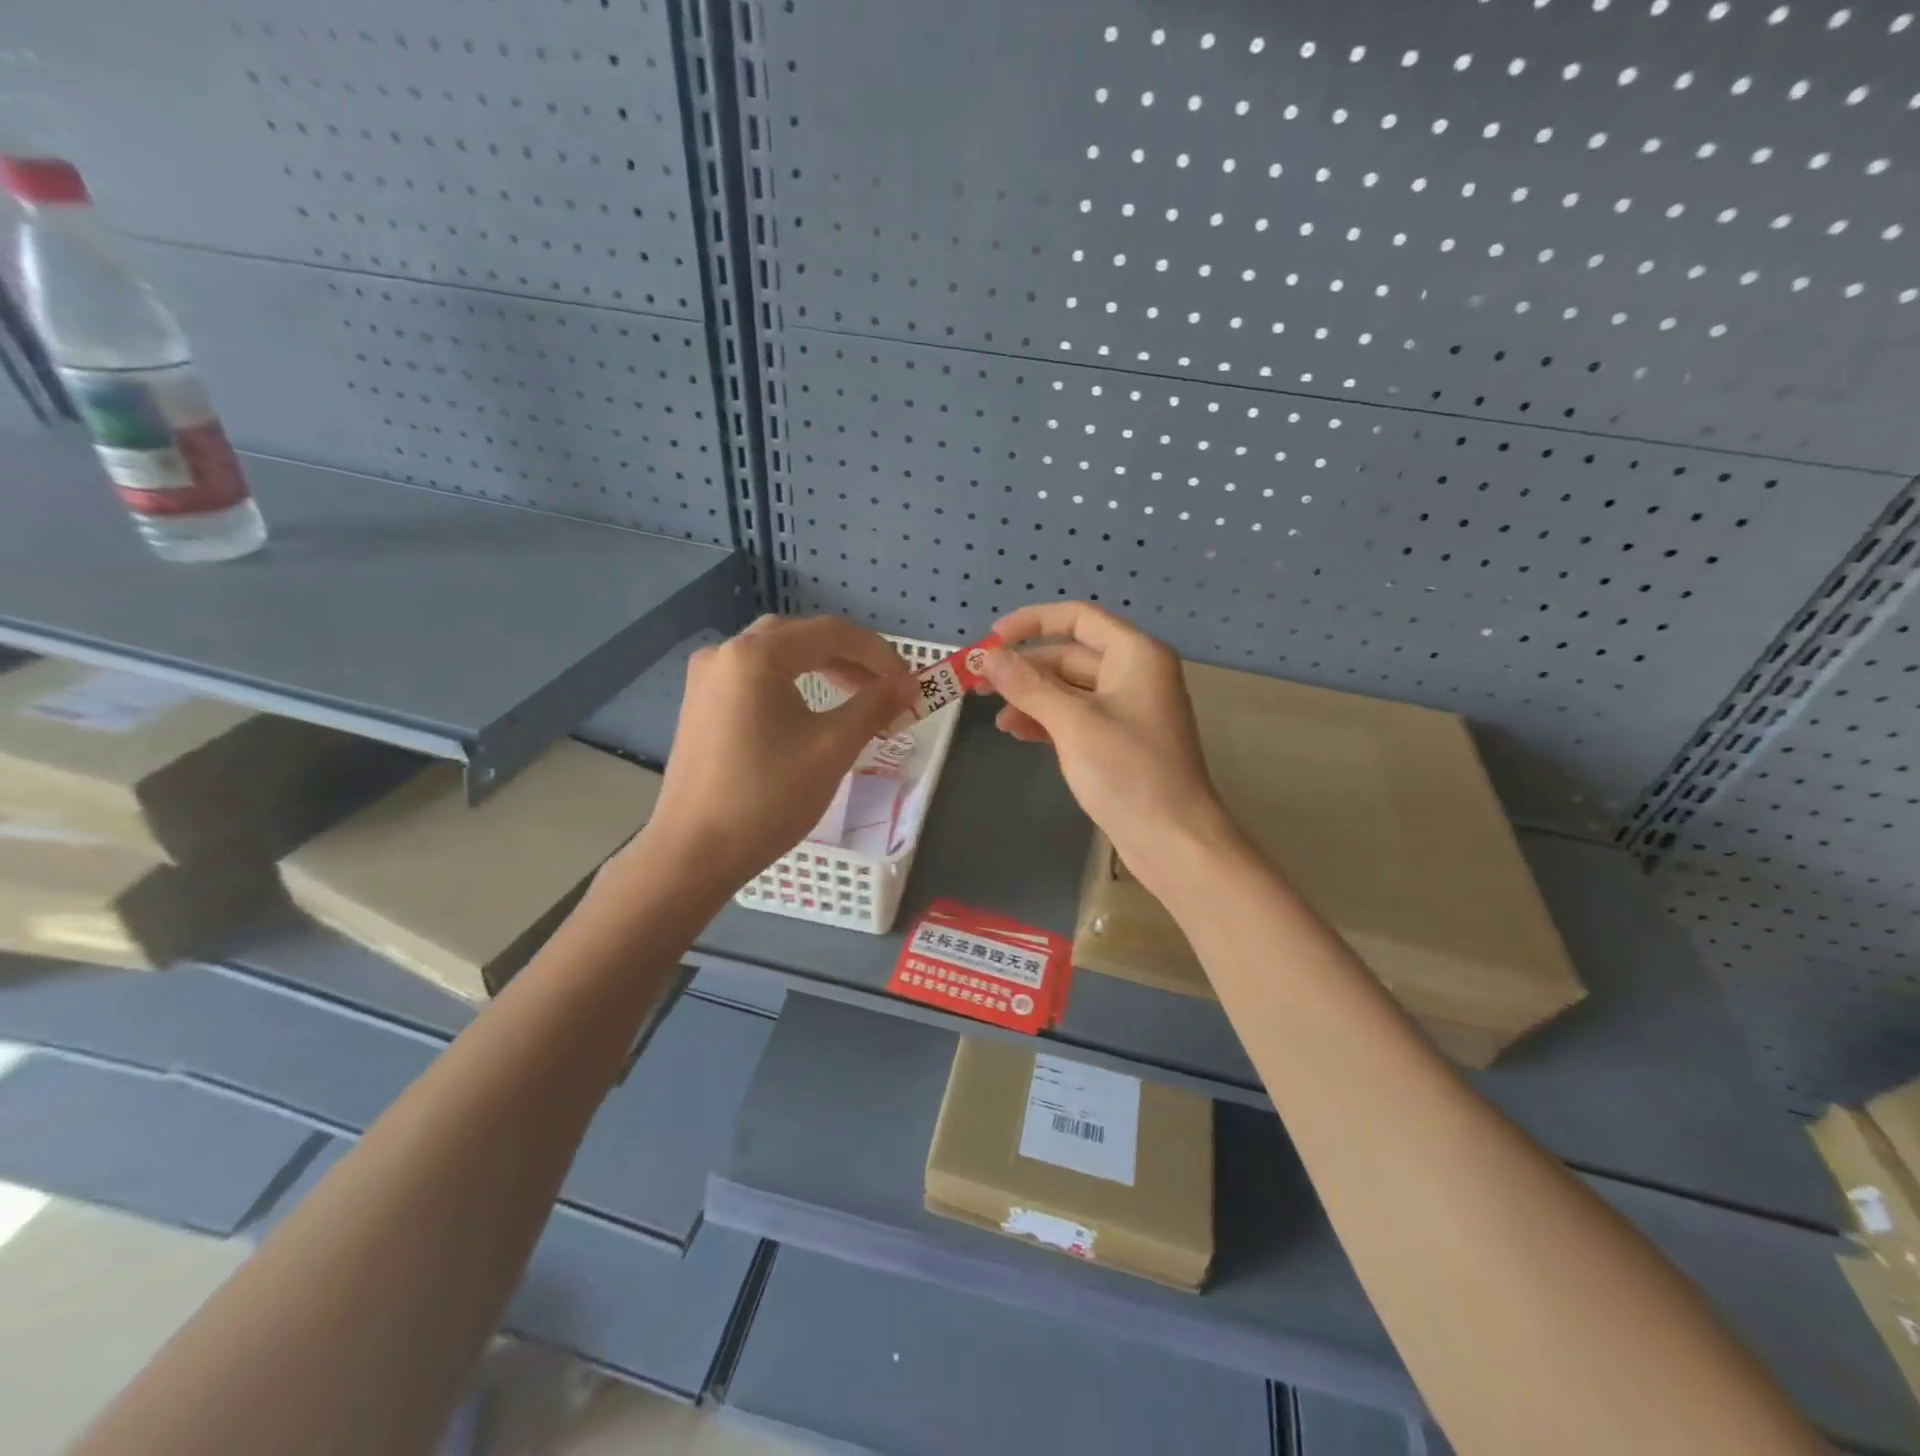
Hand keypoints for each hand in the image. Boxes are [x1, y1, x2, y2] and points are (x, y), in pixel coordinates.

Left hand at [638, 616, 916, 891]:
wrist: (694, 852)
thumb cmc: (768, 798)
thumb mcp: (832, 748)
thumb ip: (874, 707)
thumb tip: (909, 684)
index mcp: (756, 655)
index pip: (831, 633)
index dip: (879, 653)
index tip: (910, 682)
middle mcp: (725, 653)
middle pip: (802, 637)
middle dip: (852, 658)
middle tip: (888, 688)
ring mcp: (707, 678)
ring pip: (778, 655)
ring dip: (823, 668)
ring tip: (859, 696)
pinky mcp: (700, 704)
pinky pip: (756, 677)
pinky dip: (793, 682)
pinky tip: (812, 709)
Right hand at [981, 603, 1241, 899]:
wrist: (1172, 839)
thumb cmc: (1127, 771)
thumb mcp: (1072, 722)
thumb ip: (1028, 685)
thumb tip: (989, 656)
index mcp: (1135, 654)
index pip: (1078, 618)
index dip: (1032, 622)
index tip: (991, 640)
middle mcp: (1134, 674)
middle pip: (1071, 655)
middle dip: (1025, 668)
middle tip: (979, 684)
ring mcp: (1128, 709)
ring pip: (1070, 689)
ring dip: (1032, 697)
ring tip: (995, 716)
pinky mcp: (1119, 741)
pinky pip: (1077, 717)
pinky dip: (1047, 720)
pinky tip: (1017, 732)